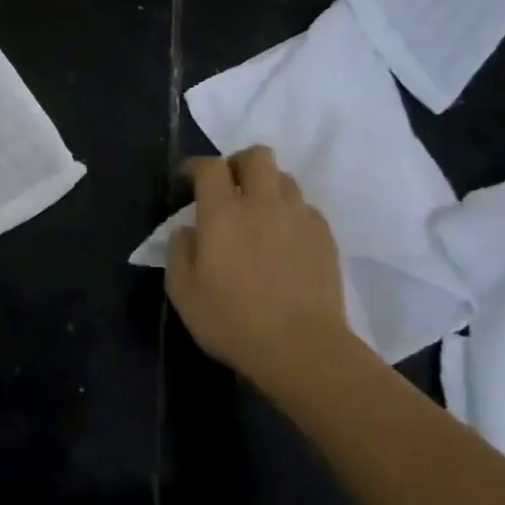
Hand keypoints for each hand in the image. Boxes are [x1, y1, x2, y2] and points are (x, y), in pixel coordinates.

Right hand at [166, 146, 362, 394]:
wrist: (302, 347)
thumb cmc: (232, 320)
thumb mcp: (183, 291)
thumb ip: (179, 251)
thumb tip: (189, 230)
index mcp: (223, 212)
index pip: (210, 167)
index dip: (195, 166)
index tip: (187, 179)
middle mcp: (263, 203)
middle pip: (256, 156)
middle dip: (237, 163)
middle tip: (227, 188)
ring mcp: (299, 217)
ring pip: (284, 179)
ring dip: (266, 186)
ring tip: (257, 214)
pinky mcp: (324, 236)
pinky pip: (304, 207)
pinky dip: (289, 213)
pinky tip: (282, 240)